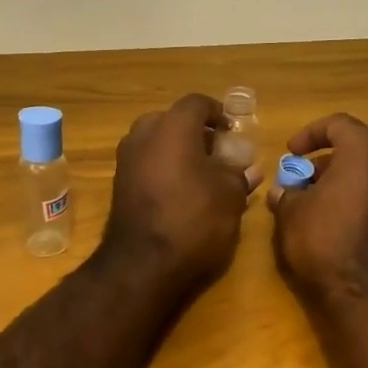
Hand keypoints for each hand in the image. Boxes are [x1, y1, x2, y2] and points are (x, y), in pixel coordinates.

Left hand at [100, 94, 259, 291]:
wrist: (142, 263)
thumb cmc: (194, 219)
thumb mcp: (230, 196)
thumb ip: (239, 175)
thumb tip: (248, 169)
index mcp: (173, 126)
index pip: (197, 103)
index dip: (218, 113)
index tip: (232, 131)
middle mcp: (144, 134)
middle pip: (172, 121)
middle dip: (195, 133)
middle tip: (217, 153)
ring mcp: (126, 160)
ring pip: (156, 143)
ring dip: (177, 152)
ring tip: (201, 175)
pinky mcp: (118, 185)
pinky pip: (145, 164)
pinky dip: (162, 169)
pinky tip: (180, 193)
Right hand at [270, 113, 367, 302]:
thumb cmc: (326, 241)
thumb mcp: (291, 214)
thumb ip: (287, 195)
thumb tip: (284, 192)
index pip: (339, 125)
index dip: (310, 134)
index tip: (292, 153)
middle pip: (359, 153)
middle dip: (327, 165)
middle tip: (302, 185)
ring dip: (346, 187)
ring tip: (318, 211)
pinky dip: (363, 208)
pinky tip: (342, 232)